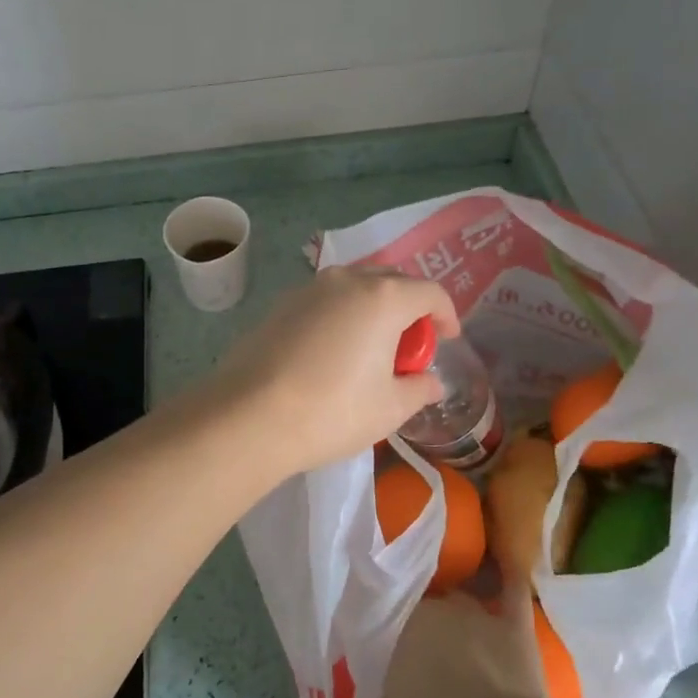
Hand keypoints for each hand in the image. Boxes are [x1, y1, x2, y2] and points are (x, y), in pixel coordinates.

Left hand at [212, 267, 458, 477]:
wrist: (249, 416)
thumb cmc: (332, 411)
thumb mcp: (389, 408)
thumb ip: (418, 389)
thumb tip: (430, 382)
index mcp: (383, 297)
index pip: (430, 292)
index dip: (447, 314)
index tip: (448, 339)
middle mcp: (346, 281)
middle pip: (391, 281)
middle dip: (409, 307)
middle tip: (409, 347)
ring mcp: (308, 289)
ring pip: (354, 288)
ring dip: (372, 309)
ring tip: (370, 348)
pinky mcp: (280, 306)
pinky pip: (324, 301)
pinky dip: (340, 316)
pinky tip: (332, 352)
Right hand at [381, 572, 545, 697]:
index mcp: (395, 631)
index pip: (384, 621)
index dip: (386, 636)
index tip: (386, 654)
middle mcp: (431, 610)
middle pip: (420, 610)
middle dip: (420, 628)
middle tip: (421, 654)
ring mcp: (475, 613)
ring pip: (459, 597)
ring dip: (455, 611)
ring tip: (455, 626)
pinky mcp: (513, 624)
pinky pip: (511, 589)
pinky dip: (506, 577)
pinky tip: (505, 566)